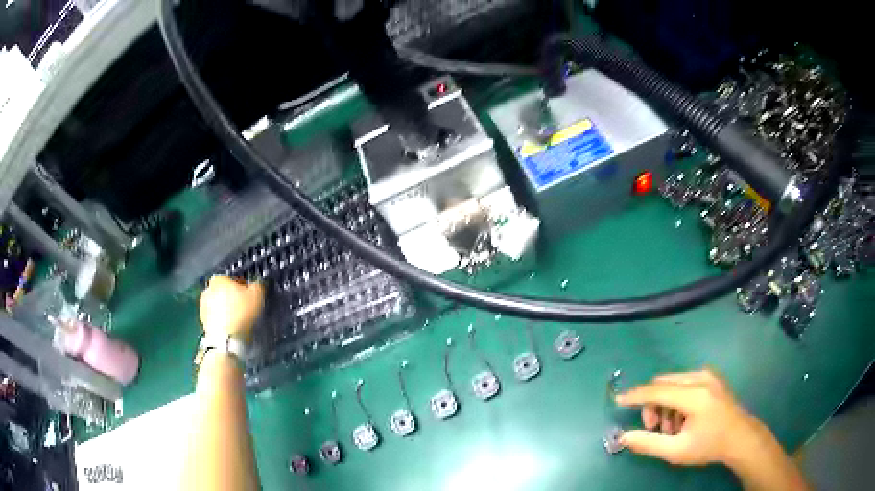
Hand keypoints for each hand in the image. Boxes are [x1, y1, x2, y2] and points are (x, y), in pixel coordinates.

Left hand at [199, 276, 264, 343]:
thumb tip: (258, 284)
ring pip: (218, 305)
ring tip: (238, 320)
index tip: (249, 296)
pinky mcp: (203, 321)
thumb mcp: (257, 295)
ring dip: (226, 310)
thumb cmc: (240, 313)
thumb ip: (257, 285)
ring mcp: (203, 306)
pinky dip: (222, 321)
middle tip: (244, 308)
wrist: (225, 338)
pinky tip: (231, 327)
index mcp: (219, 278)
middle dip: (232, 298)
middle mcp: (207, 289)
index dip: (243, 287)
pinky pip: (215, 317)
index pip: (233, 279)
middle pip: (223, 291)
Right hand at [615, 369, 765, 467]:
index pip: (657, 390)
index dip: (635, 396)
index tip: (618, 400)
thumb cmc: (709, 446)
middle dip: (652, 405)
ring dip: (665, 404)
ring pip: (673, 383)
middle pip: (664, 384)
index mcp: (694, 395)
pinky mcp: (712, 378)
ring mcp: (709, 375)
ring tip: (670, 428)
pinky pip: (685, 382)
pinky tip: (682, 418)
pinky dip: (676, 399)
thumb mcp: (677, 450)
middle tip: (653, 428)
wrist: (740, 438)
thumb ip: (648, 443)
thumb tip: (624, 437)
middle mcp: (701, 378)